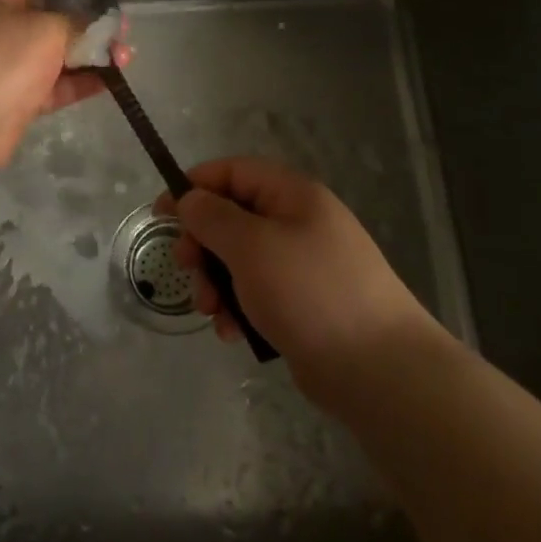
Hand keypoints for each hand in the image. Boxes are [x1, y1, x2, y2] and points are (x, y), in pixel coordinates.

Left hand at [0, 0, 130, 171]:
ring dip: (90, 53)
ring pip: (55, 52)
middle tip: (122, 26)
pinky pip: (53, 84)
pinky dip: (79, 81)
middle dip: (90, 20)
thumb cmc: (1, 58)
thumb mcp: (46, 26)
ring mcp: (4, 64)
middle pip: (51, 15)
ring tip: (126, 55)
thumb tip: (93, 17)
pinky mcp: (14, 99)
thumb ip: (76, 17)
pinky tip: (111, 80)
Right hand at [167, 157, 448, 404]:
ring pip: (239, 260)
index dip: (194, 187)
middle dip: (202, 244)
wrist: (379, 369)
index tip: (161, 213)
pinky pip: (257, 293)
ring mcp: (302, 265)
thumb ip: (212, 217)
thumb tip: (190, 199)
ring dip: (216, 282)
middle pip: (232, 218)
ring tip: (212, 312)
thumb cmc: (310, 292)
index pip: (232, 172)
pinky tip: (234, 333)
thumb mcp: (251, 246)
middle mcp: (298, 223)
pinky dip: (238, 308)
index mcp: (292, 195)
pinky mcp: (303, 303)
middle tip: (186, 268)